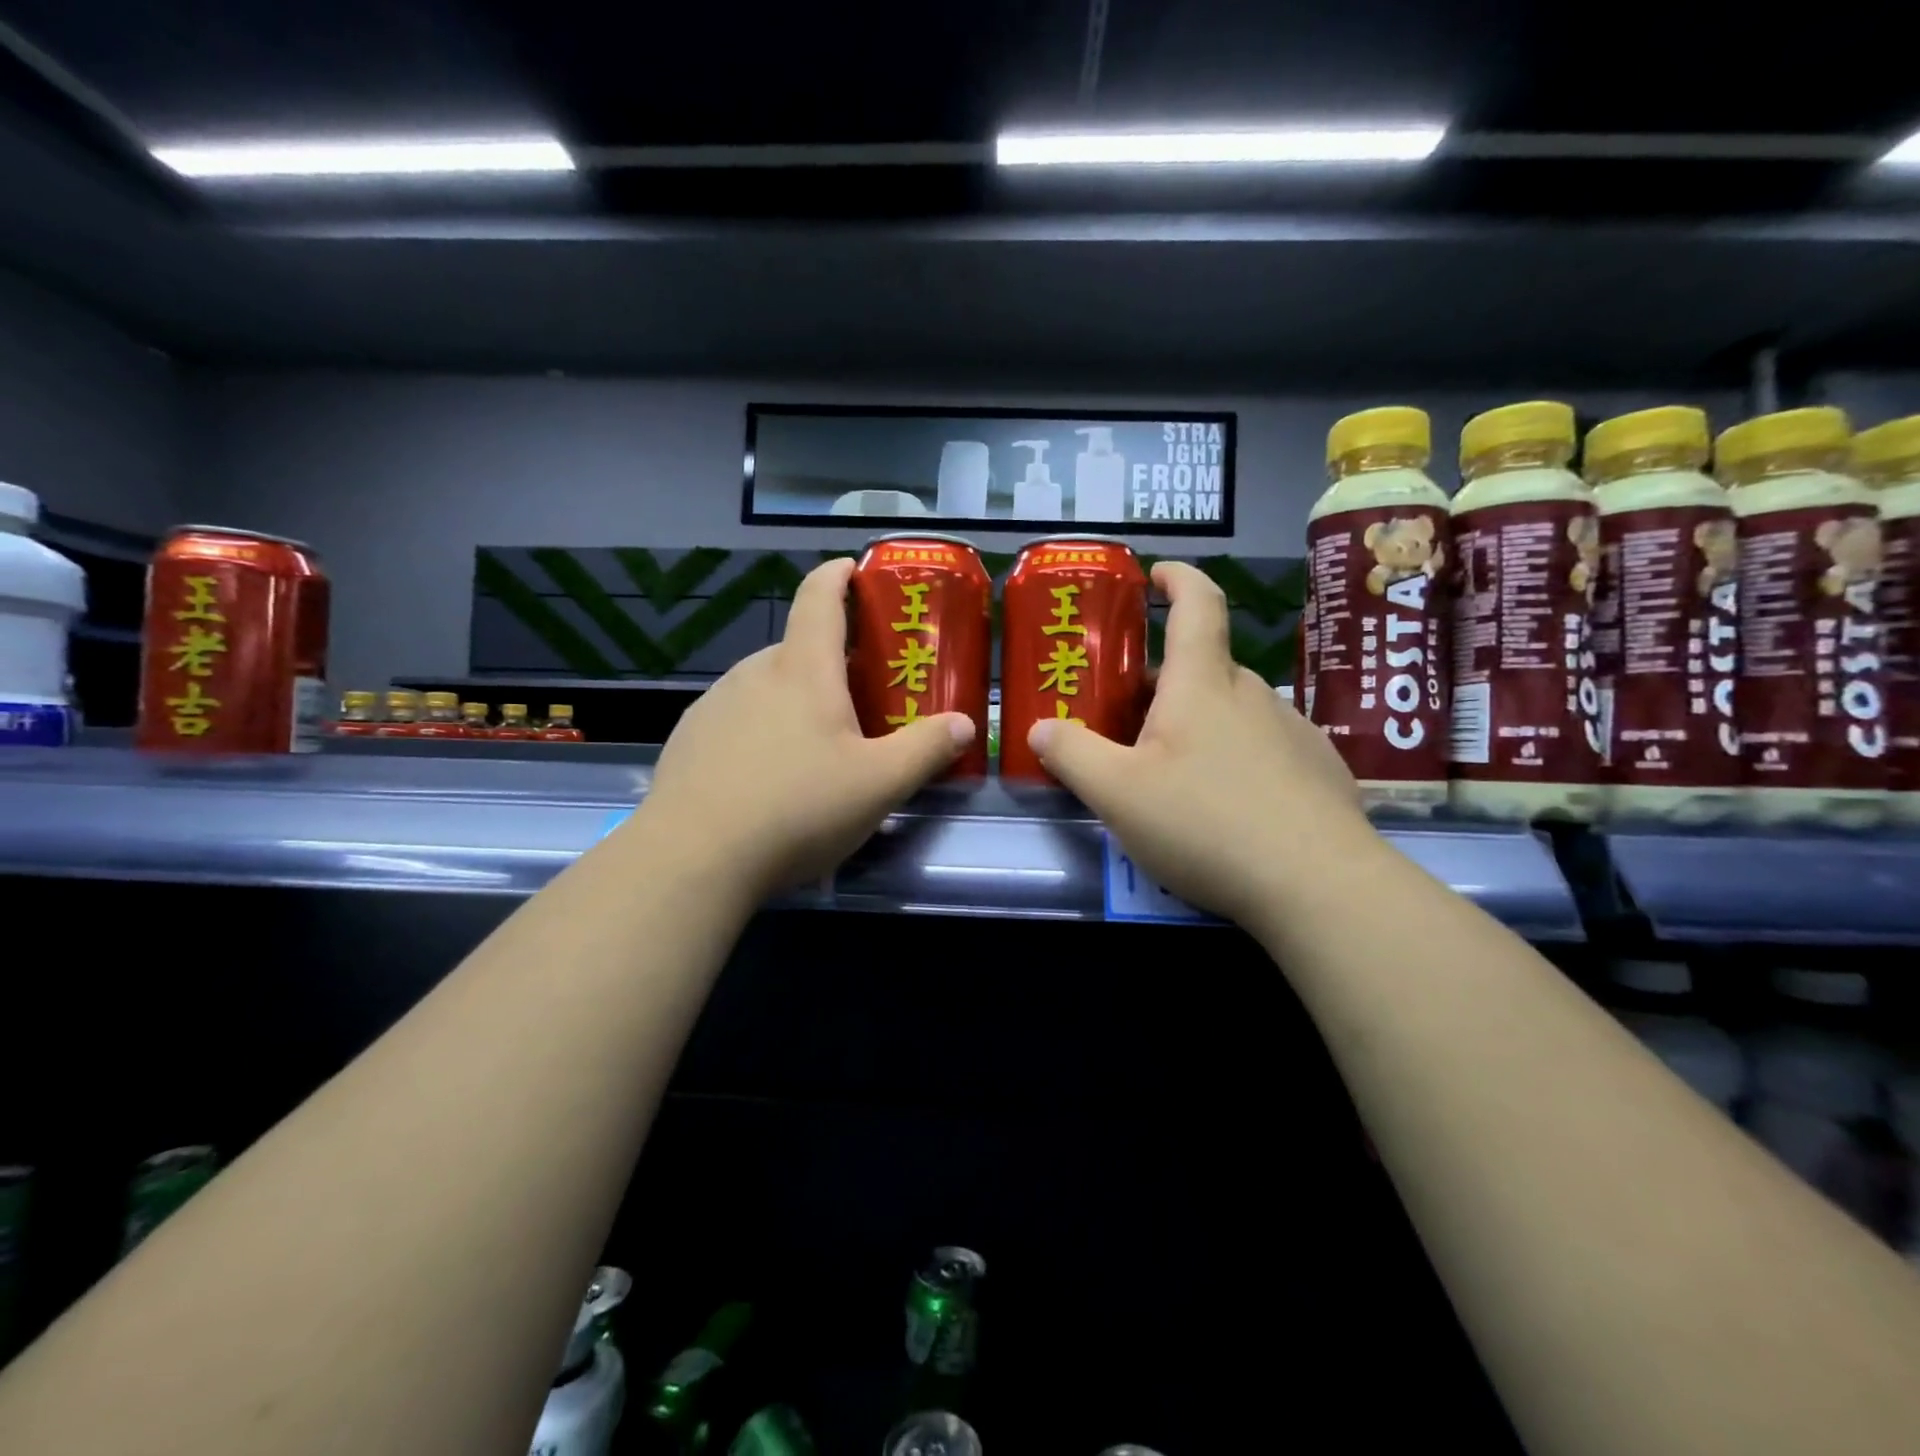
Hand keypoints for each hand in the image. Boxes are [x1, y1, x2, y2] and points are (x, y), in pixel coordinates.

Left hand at [640, 557, 973, 902]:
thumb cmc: (797, 808)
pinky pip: (737, 717)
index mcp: (803, 670)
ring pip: (766, 686)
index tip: (853, 568)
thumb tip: (964, 724)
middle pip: (798, 648)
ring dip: (795, 698)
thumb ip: (926, 749)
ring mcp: (714, 704)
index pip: (819, 597)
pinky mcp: (690, 739)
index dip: (838, 575)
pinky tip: (768, 776)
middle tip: (861, 697)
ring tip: (816, 746)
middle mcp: (754, 673)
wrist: (693, 858)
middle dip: (832, 662)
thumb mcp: (879, 784)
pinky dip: (761, 729)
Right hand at [1028, 561, 1368, 926]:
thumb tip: (1040, 728)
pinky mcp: (1318, 770)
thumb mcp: (1117, 794)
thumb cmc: (1206, 823)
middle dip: (1164, 684)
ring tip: (1173, 777)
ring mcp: (1294, 731)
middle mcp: (1253, 695)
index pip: (1197, 604)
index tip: (1157, 574)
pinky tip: (1227, 809)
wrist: (1318, 885)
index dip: (1177, 578)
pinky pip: (1264, 748)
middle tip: (1128, 721)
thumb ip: (1072, 755)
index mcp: (1203, 685)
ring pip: (1233, 712)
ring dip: (1199, 726)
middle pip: (1204, 669)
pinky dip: (1236, 759)